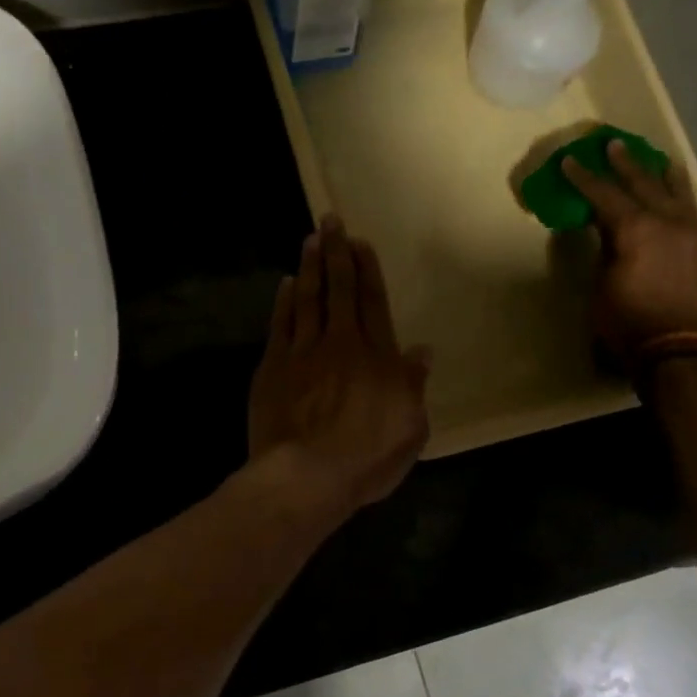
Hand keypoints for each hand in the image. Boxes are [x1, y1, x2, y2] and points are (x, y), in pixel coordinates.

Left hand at [248, 215, 431, 514]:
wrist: (306, 476)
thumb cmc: (367, 459)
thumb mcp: (411, 429)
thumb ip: (414, 386)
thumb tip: (423, 351)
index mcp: (377, 357)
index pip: (373, 302)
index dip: (367, 270)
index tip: (360, 243)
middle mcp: (341, 344)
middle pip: (339, 289)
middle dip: (336, 252)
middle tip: (330, 221)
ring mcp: (303, 353)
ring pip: (308, 299)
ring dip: (310, 266)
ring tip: (310, 239)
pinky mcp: (273, 367)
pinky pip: (281, 324)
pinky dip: (285, 301)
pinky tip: (287, 284)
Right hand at [562, 141, 696, 359]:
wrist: (682, 351)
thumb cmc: (629, 323)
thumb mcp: (602, 287)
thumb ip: (605, 252)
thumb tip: (607, 233)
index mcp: (635, 229)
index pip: (604, 195)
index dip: (584, 178)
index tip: (569, 161)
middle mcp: (667, 222)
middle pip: (643, 184)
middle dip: (625, 164)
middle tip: (613, 145)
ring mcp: (691, 234)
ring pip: (676, 193)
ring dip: (661, 174)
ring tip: (657, 159)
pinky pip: (691, 211)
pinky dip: (680, 196)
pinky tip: (677, 195)